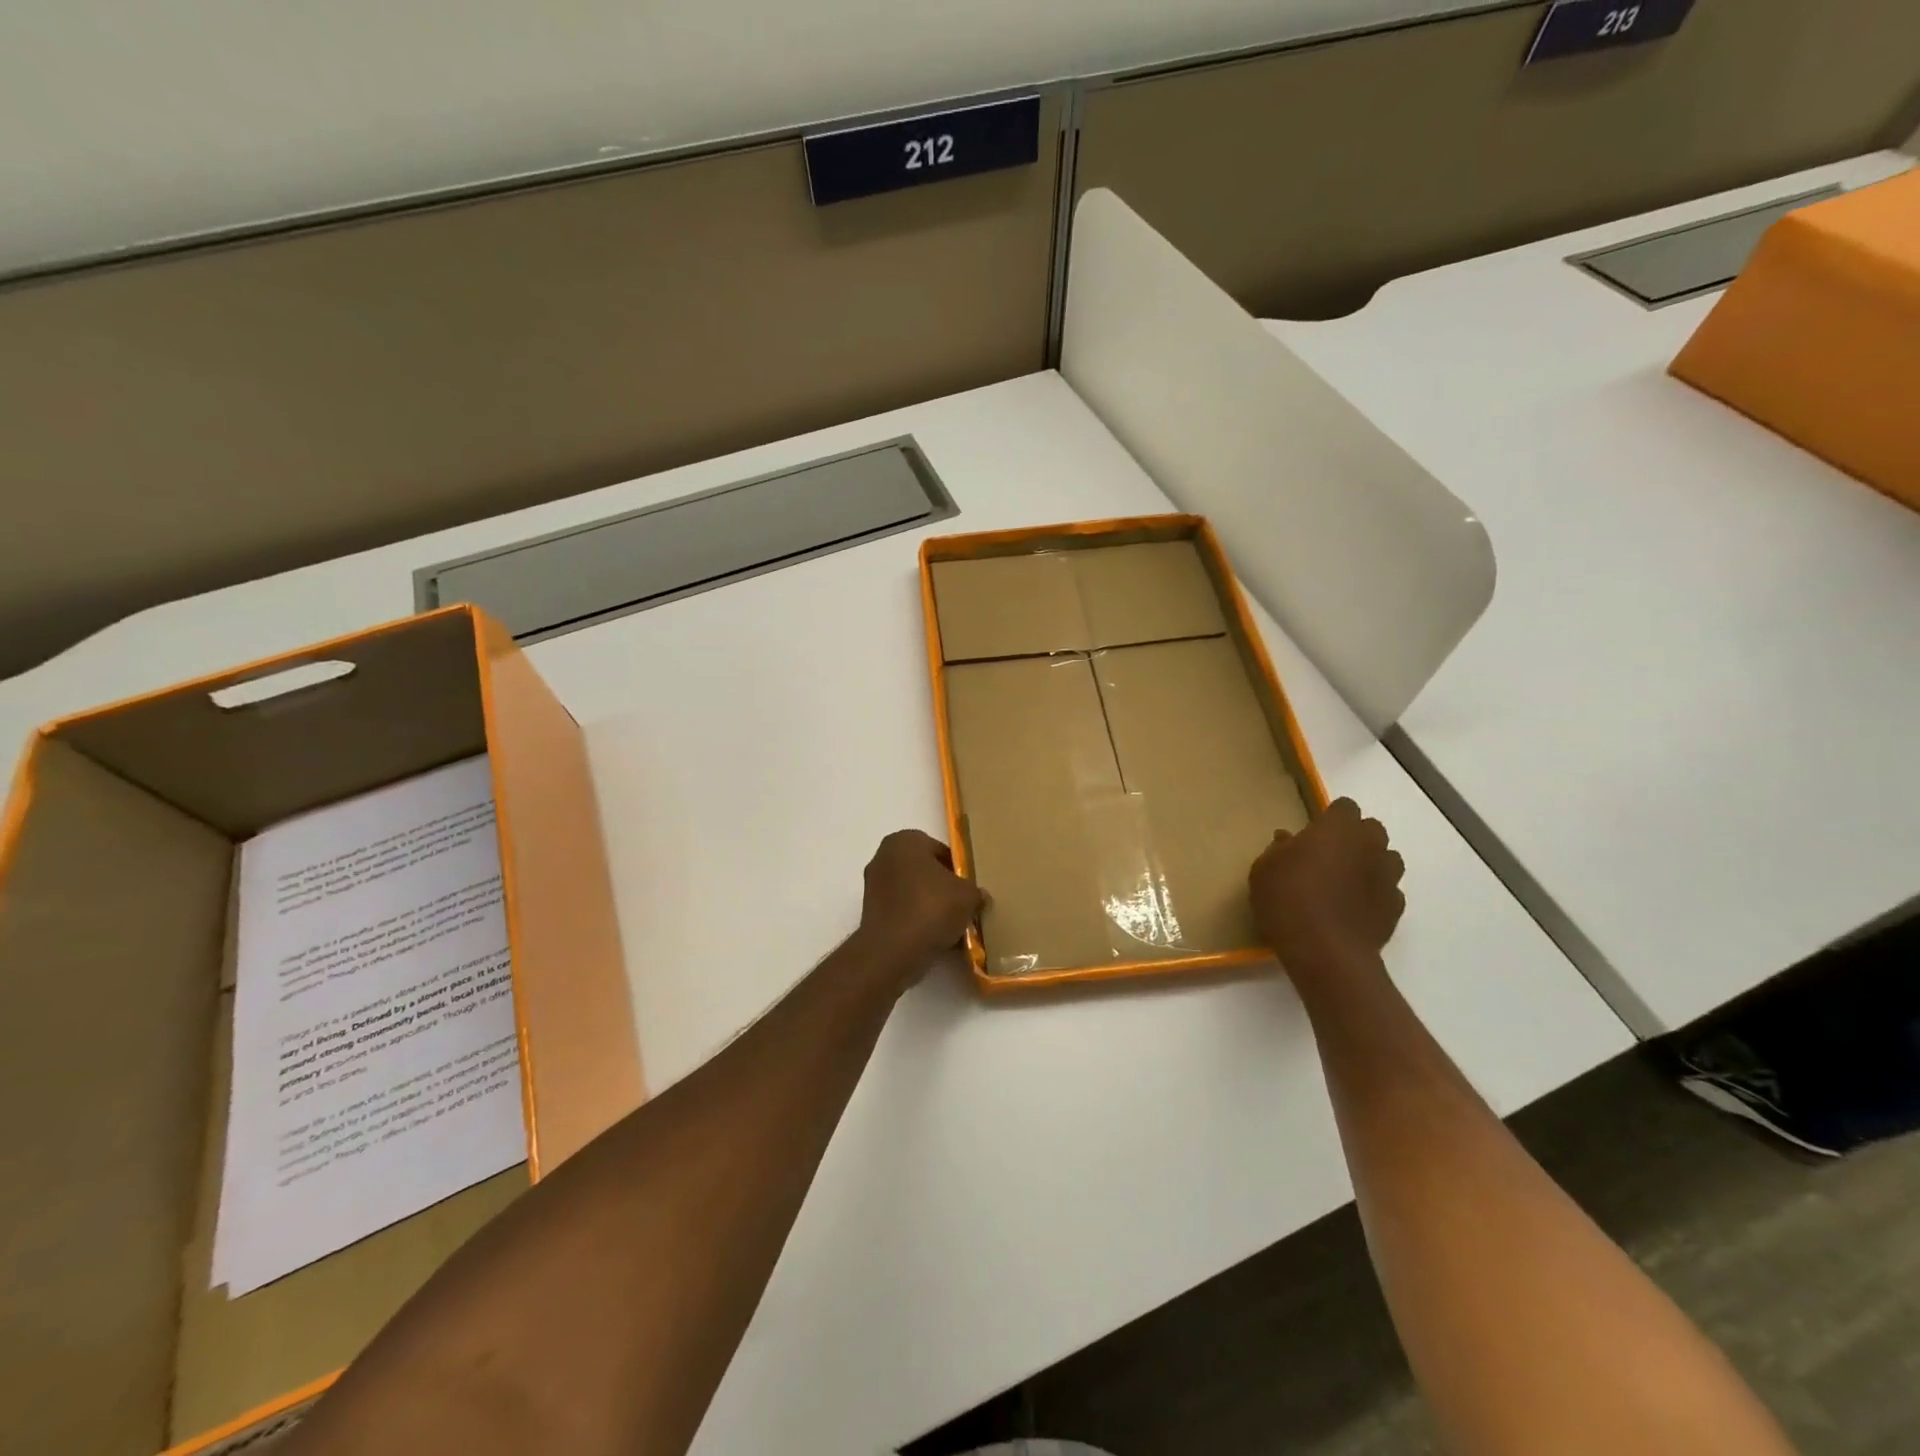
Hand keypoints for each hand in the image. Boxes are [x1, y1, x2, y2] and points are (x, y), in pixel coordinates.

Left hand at [852, 830, 985, 986]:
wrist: (893, 952)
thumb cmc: (931, 908)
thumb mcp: (968, 896)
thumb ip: (975, 892)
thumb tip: (978, 897)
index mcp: (905, 841)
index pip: (940, 850)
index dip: (959, 871)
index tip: (970, 890)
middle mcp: (884, 857)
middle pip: (925, 872)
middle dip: (944, 889)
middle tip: (963, 907)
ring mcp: (873, 886)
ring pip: (914, 893)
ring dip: (932, 907)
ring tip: (953, 928)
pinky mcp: (870, 913)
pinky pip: (903, 912)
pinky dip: (918, 922)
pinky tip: (937, 940)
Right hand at [1249, 799, 1405, 982]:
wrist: (1325, 951)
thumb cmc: (1287, 899)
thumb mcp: (1264, 869)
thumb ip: (1279, 849)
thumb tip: (1287, 839)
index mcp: (1338, 828)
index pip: (1345, 806)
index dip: (1330, 817)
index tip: (1312, 833)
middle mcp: (1370, 845)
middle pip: (1371, 829)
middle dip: (1354, 838)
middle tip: (1328, 856)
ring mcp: (1388, 877)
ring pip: (1386, 859)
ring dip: (1370, 864)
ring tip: (1344, 882)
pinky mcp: (1396, 908)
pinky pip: (1388, 891)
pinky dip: (1374, 895)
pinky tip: (1354, 909)